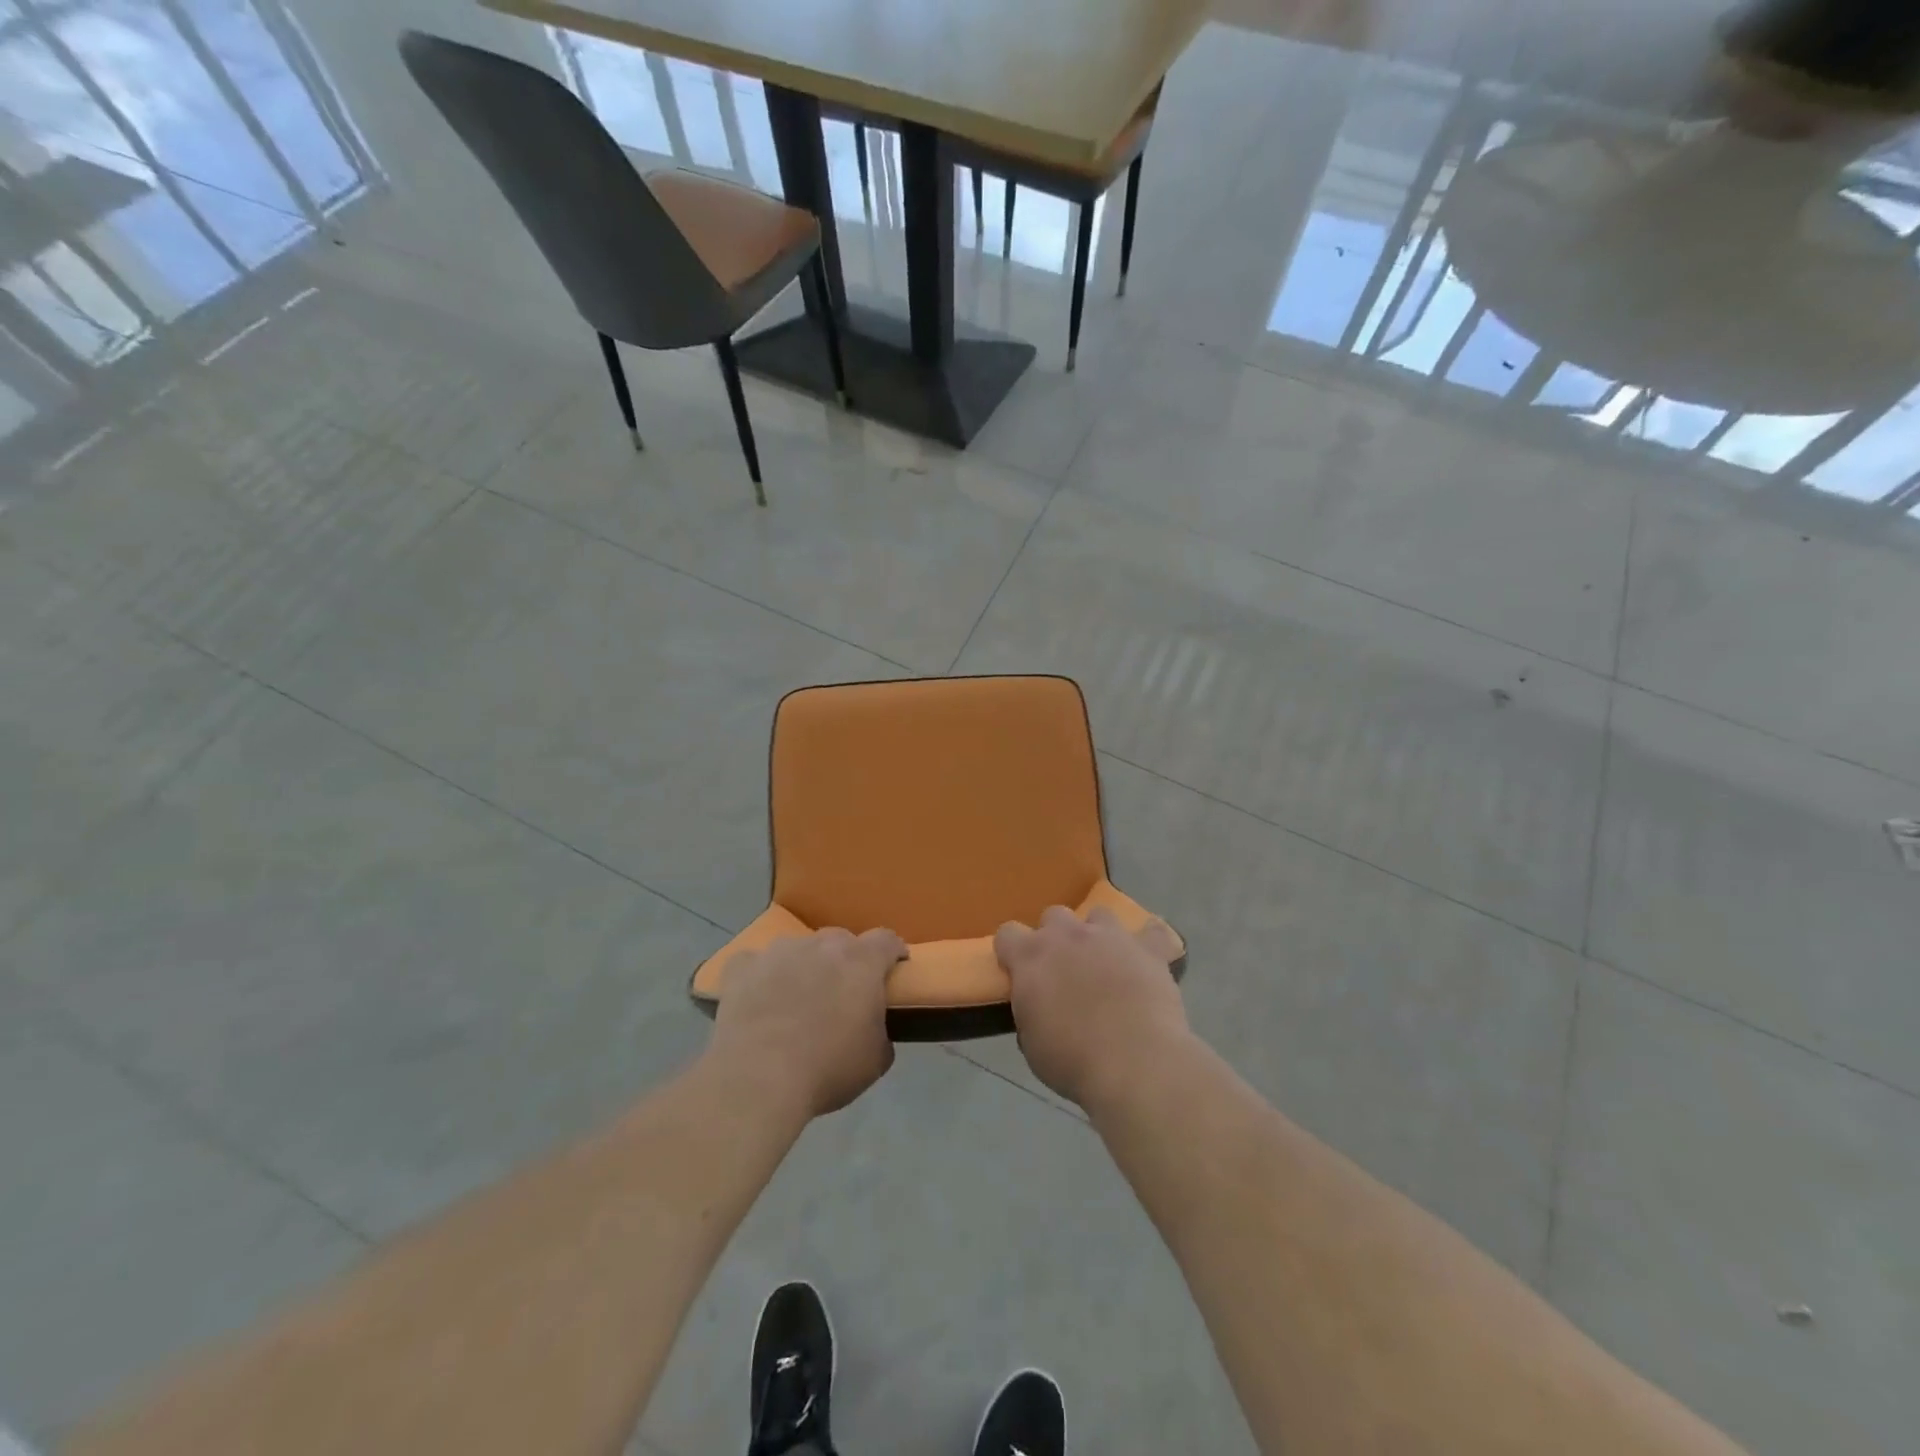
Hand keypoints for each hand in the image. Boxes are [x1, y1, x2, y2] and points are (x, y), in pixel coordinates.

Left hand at [709, 927, 907, 1116]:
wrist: (757, 1079)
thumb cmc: (827, 1069)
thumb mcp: (875, 1061)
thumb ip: (881, 1032)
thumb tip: (872, 1028)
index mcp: (861, 962)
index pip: (886, 940)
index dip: (892, 952)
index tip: (894, 968)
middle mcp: (821, 945)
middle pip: (840, 941)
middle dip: (845, 962)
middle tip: (841, 994)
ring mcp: (778, 952)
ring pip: (798, 949)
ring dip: (803, 967)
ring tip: (795, 1000)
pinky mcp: (742, 968)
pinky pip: (755, 964)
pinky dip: (759, 977)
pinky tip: (757, 1000)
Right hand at [994, 906, 1187, 1110]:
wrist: (1135, 1063)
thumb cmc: (1072, 1060)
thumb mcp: (1032, 1042)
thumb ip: (1030, 1010)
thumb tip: (1038, 1004)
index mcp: (1031, 956)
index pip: (1007, 933)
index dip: (1011, 952)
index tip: (1017, 972)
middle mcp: (1068, 935)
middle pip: (1054, 916)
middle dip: (1056, 938)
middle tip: (1064, 970)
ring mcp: (1110, 937)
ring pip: (1099, 915)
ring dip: (1098, 935)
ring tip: (1106, 963)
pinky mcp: (1148, 949)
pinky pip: (1152, 932)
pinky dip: (1149, 943)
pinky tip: (1148, 960)